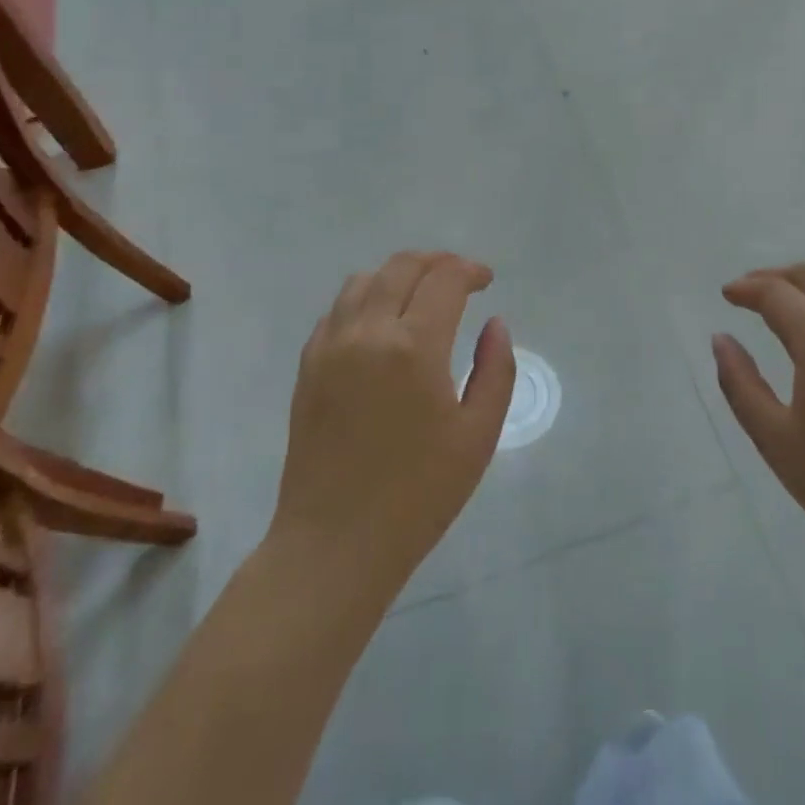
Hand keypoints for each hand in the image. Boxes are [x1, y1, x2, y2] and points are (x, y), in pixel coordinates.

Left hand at [272, 251, 514, 594]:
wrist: (335, 542)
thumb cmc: (418, 495)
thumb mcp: (477, 435)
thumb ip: (495, 370)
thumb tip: (495, 323)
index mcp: (413, 346)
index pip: (444, 279)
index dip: (470, 271)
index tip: (486, 281)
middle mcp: (367, 332)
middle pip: (402, 266)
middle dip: (437, 262)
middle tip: (460, 278)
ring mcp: (330, 346)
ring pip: (364, 280)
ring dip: (398, 275)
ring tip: (420, 294)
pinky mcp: (308, 365)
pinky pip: (337, 309)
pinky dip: (365, 299)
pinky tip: (381, 323)